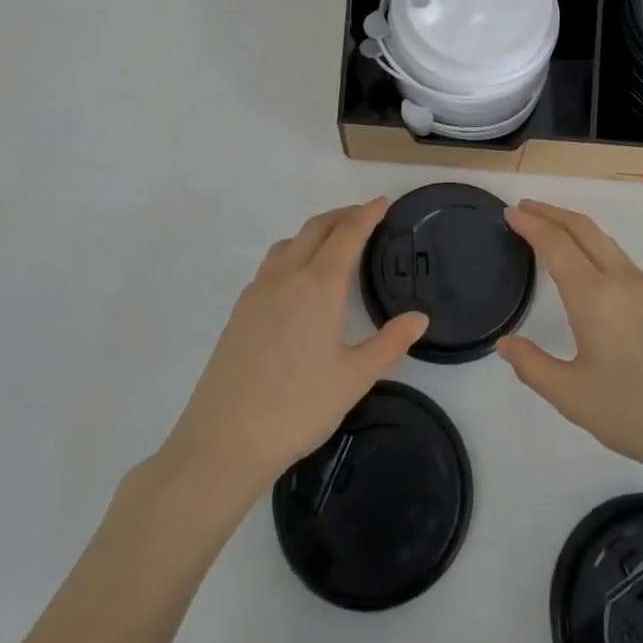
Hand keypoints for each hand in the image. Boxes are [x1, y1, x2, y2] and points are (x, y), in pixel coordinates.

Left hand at [160, 199, 428, 501]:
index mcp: (318, 286)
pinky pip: (271, 265)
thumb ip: (390, 343)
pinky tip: (298, 282)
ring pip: (289, 242)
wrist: (223, 440)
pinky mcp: (239, 311)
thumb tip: (419, 318)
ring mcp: (257, 292)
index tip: (383, 202)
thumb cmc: (298, 408)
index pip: (347, 235)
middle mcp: (286, 277)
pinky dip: (293, 253)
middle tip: (365, 216)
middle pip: (316, 228)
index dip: (367, 214)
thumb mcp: (354, 378)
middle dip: (342, 215)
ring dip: (315, 232)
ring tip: (333, 244)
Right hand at [498, 201, 642, 493]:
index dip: (530, 223)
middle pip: (583, 229)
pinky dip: (594, 246)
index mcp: (594, 296)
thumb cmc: (637, 414)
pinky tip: (589, 268)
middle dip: (552, 213)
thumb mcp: (572, 398)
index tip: (510, 212)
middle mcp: (622, 280)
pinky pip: (620, 258)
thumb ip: (533, 366)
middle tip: (525, 209)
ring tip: (551, 231)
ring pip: (605, 241)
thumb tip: (506, 343)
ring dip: (574, 227)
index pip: (556, 243)